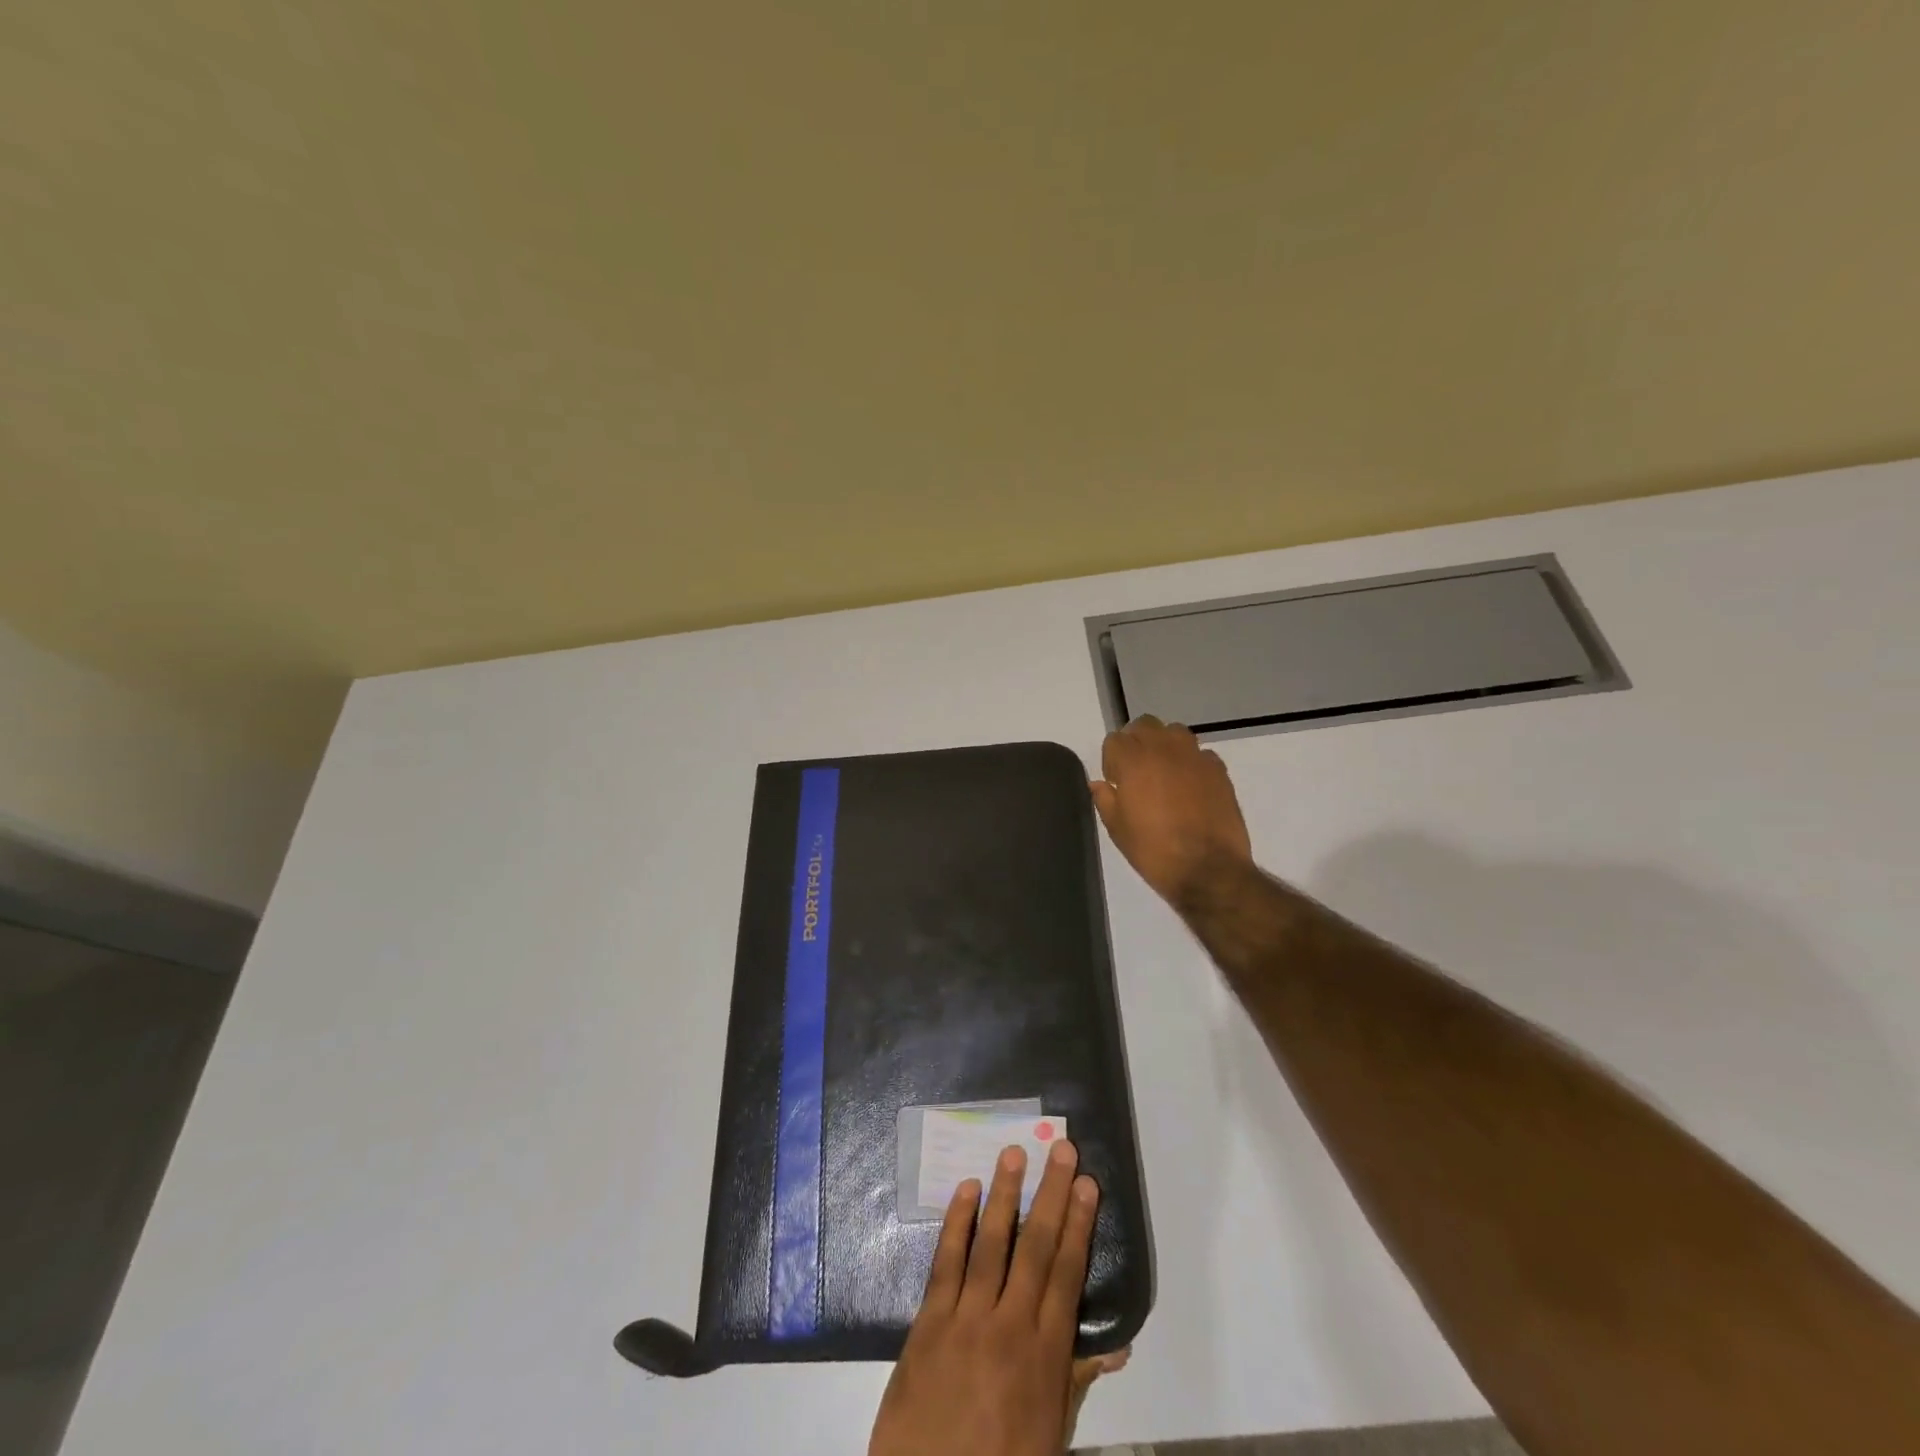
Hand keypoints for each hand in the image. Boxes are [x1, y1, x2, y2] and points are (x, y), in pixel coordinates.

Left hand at [868, 1140, 1100, 1455]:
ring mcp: (966, 1319)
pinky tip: (967, 1189)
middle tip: (1063, 1150)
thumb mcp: (1050, 1434)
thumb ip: (1076, 1379)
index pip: (1067, 1275)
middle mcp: (1009, 1326)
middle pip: (1036, 1247)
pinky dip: (957, 1222)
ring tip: (1016, 1153)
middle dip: (1052, 1195)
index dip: (1079, 1226)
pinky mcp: (929, 1321)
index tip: (1088, 1186)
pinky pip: (946, 1261)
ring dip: (1006, 1194)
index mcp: (1044, 1356)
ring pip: (992, 1243)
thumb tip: (1117, 1344)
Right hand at [1091, 716, 1252, 907]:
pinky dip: (1191, 763)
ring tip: (1164, 774)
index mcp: (1133, 761)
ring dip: (1165, 746)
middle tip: (1136, 771)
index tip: (1115, 782)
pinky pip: (1200, 754)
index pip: (1115, 740)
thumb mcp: (1117, 829)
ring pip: (1175, 732)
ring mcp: (1195, 757)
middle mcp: (1164, 749)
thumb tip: (1099, 784)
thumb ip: (1105, 799)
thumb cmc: (1154, 850)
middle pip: (1145, 725)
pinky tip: (1191, 787)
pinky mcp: (1219, 770)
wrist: (1208, 869)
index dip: (1111, 760)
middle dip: (1136, 742)